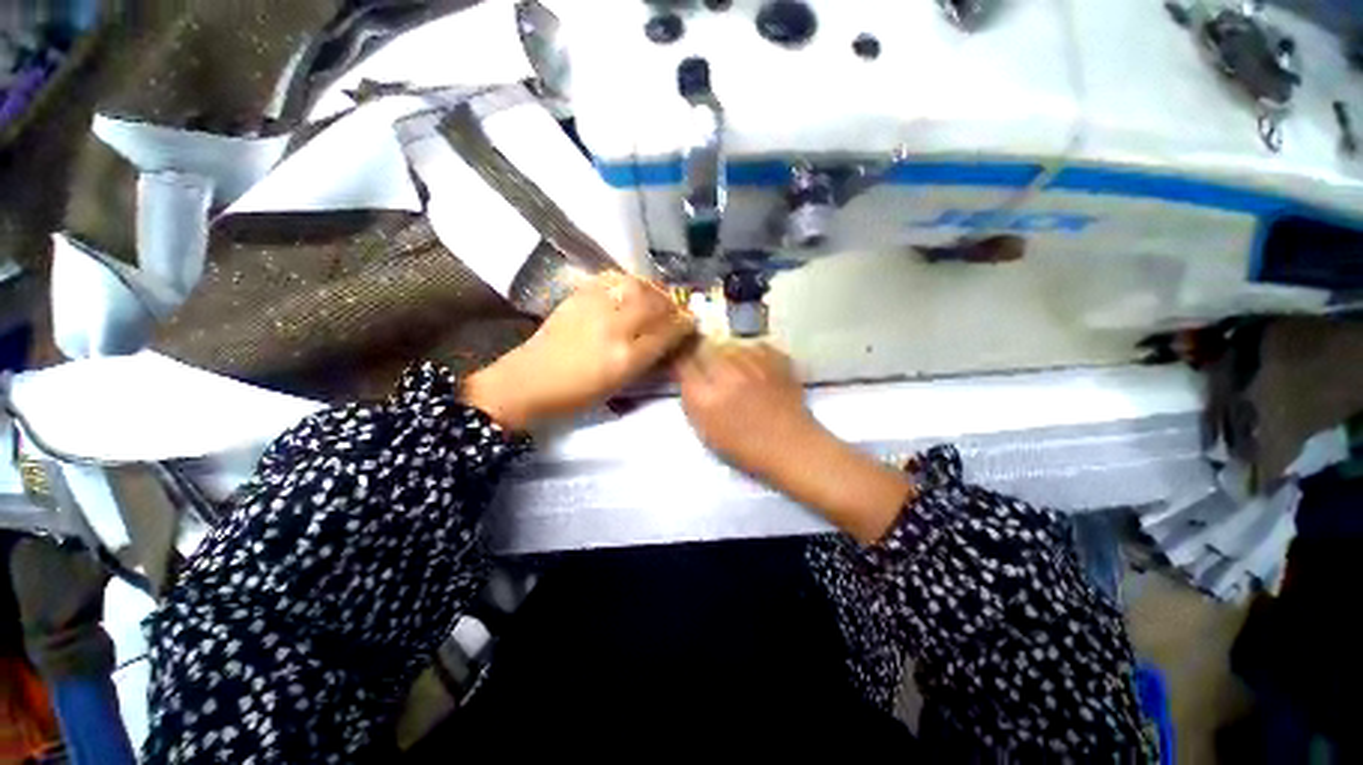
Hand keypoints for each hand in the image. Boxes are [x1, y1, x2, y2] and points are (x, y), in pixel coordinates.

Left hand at [464, 272, 695, 430]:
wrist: (528, 381)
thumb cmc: (576, 395)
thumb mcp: (618, 386)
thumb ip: (646, 361)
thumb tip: (668, 341)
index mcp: (625, 358)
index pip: (666, 333)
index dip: (684, 325)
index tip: (691, 323)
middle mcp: (614, 328)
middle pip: (654, 304)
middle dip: (672, 305)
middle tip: (676, 309)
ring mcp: (594, 308)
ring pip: (635, 286)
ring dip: (653, 289)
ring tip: (657, 296)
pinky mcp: (577, 296)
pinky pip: (610, 278)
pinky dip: (627, 280)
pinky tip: (630, 287)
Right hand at [674, 341, 912, 543]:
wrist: (793, 447)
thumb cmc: (746, 448)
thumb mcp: (706, 431)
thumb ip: (692, 399)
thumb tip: (687, 374)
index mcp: (705, 397)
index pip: (682, 362)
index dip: (681, 360)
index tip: (684, 363)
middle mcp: (726, 374)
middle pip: (703, 346)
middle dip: (702, 354)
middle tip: (709, 367)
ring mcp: (754, 363)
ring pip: (728, 343)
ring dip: (726, 353)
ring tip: (735, 370)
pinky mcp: (775, 358)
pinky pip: (753, 345)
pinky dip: (750, 354)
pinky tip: (754, 369)